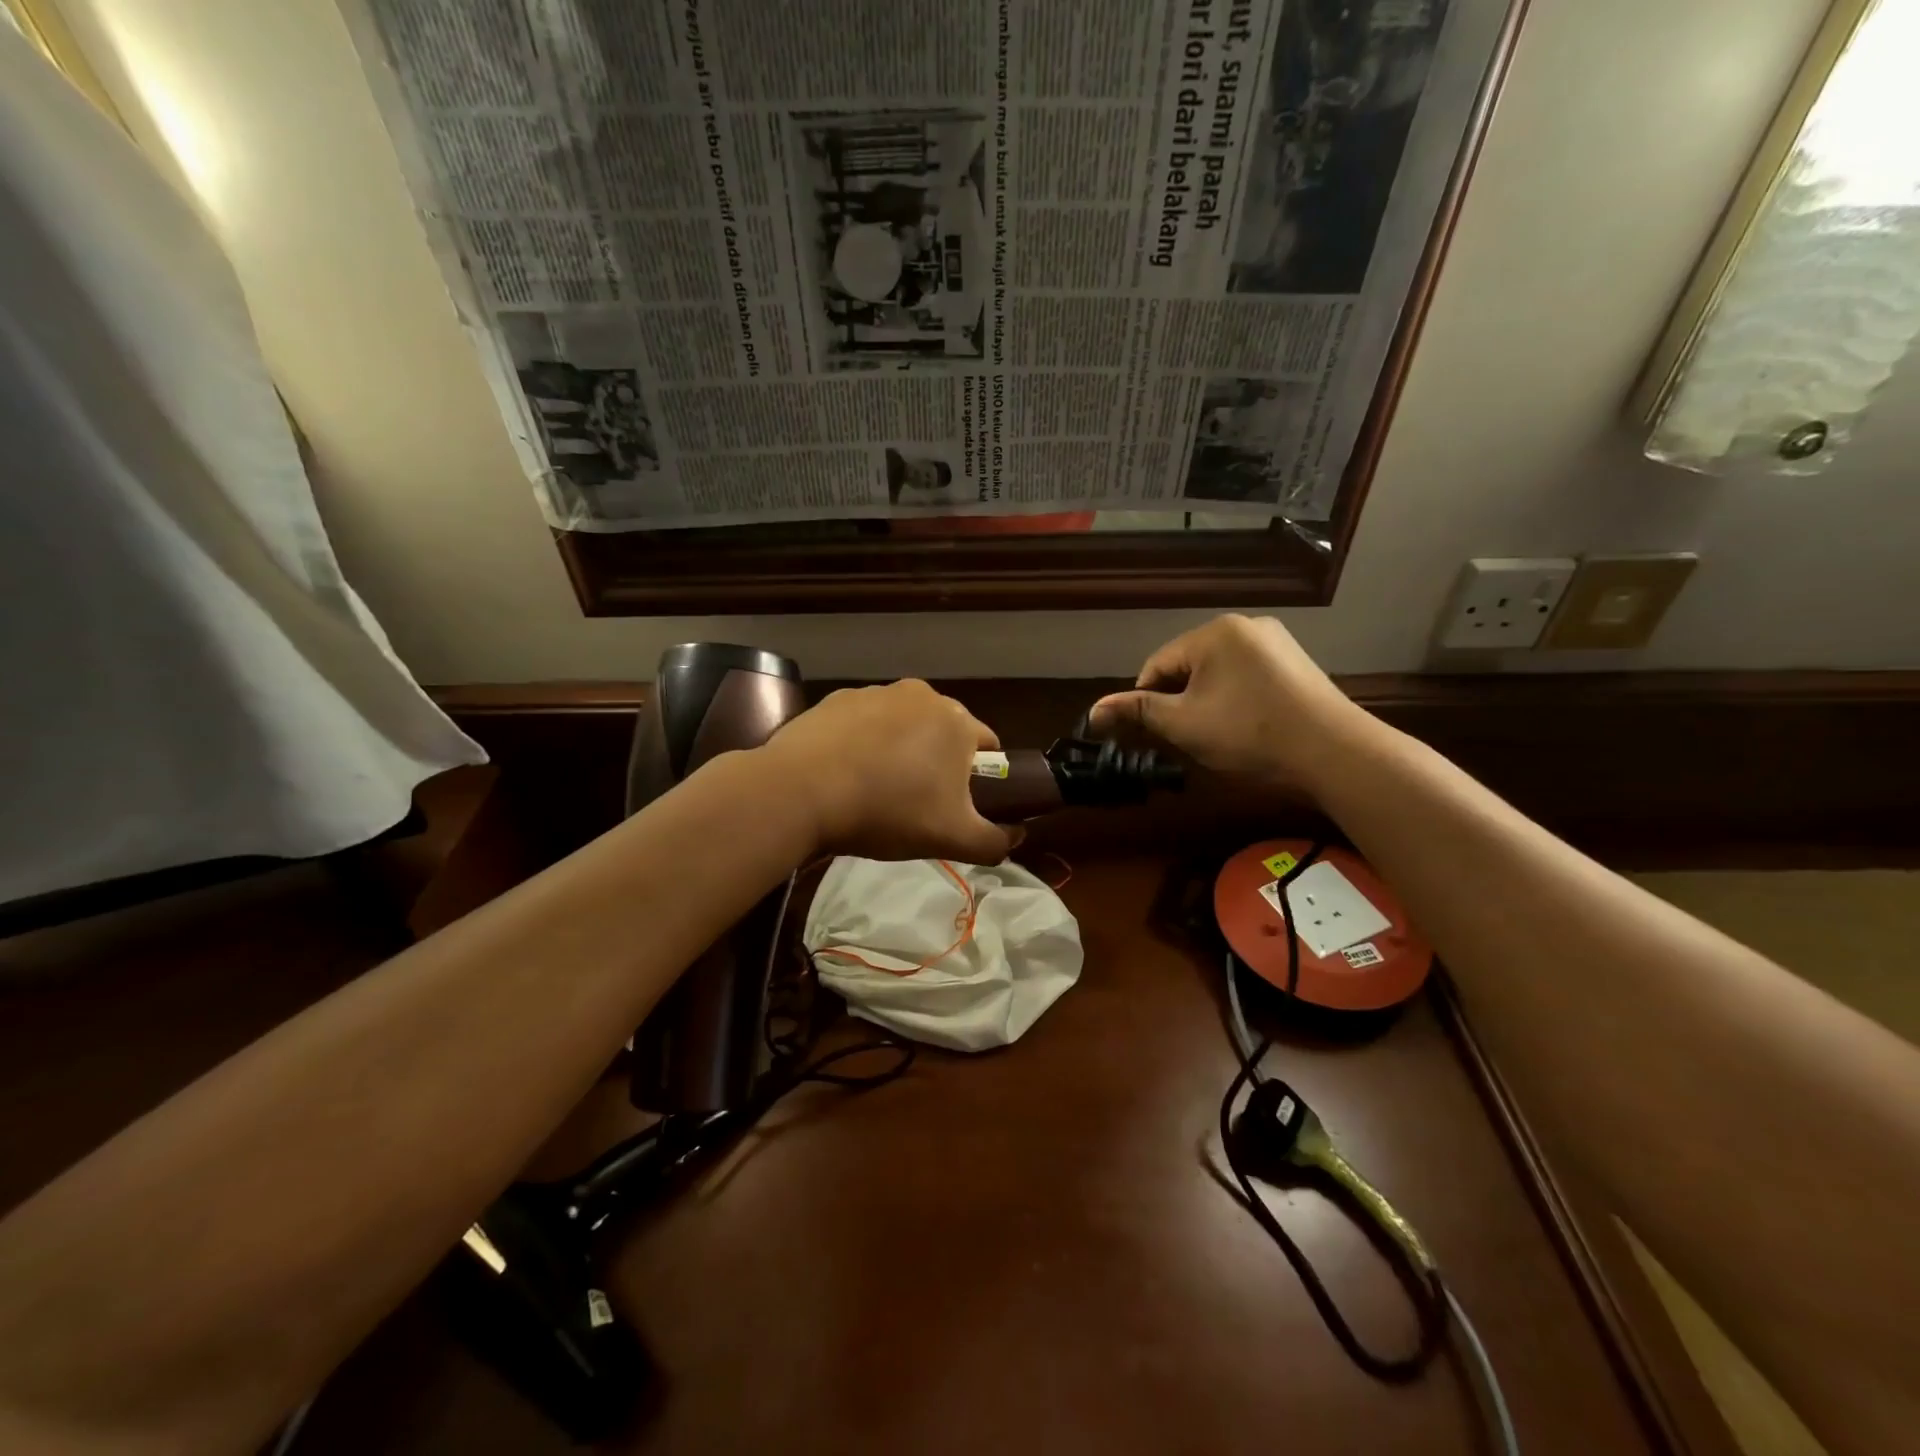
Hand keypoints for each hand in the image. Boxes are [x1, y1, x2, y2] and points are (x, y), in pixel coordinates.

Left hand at [763, 680, 1015, 864]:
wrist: (802, 791)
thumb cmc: (889, 811)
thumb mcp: (952, 839)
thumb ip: (995, 843)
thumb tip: (1015, 838)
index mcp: (957, 721)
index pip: (988, 746)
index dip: (982, 778)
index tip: (959, 806)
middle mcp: (922, 695)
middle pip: (943, 733)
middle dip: (937, 764)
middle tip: (917, 804)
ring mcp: (876, 692)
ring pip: (903, 726)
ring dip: (900, 751)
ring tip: (875, 791)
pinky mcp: (836, 699)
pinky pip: (864, 724)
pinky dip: (862, 743)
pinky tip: (844, 775)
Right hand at [1087, 615, 1376, 789]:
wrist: (1333, 752)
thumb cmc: (1249, 733)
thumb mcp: (1184, 724)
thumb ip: (1137, 712)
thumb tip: (1093, 710)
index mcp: (1215, 632)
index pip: (1158, 665)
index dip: (1146, 701)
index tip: (1151, 734)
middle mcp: (1246, 626)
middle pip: (1189, 666)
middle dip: (1179, 701)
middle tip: (1185, 739)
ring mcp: (1277, 643)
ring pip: (1219, 673)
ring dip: (1207, 702)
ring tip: (1215, 736)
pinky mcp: (1296, 664)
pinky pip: (1248, 677)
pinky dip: (1236, 700)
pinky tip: (1245, 727)